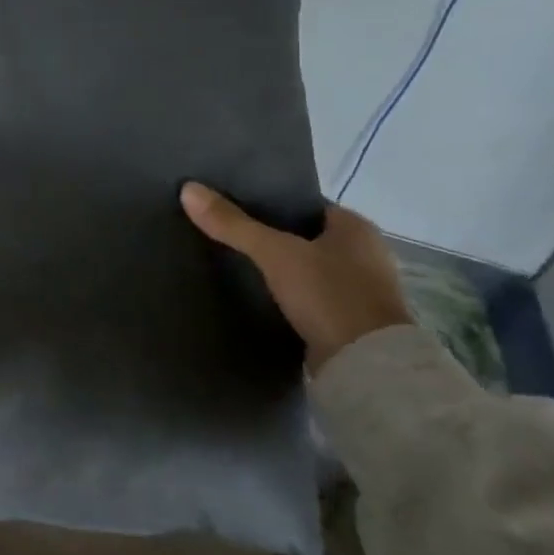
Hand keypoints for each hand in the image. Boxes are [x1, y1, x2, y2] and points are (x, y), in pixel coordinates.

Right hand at [179, 184, 411, 370]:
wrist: (365, 365)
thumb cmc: (329, 295)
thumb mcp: (275, 254)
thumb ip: (233, 224)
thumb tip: (188, 189)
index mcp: (357, 227)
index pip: (306, 204)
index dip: (271, 203)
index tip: (234, 206)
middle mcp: (366, 253)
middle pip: (306, 236)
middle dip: (272, 237)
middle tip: (228, 234)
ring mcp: (361, 289)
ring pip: (309, 267)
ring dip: (281, 268)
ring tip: (237, 264)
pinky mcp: (350, 320)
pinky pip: (311, 295)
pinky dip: (289, 294)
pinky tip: (260, 295)